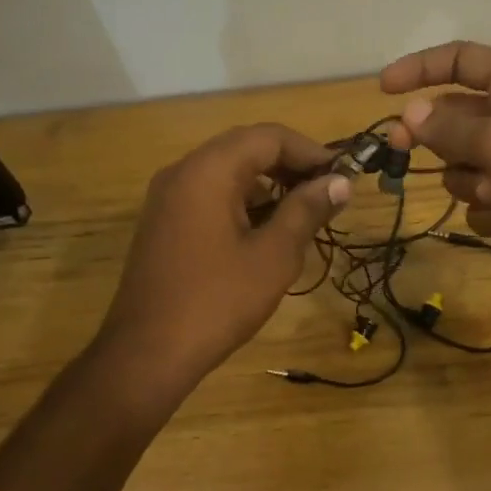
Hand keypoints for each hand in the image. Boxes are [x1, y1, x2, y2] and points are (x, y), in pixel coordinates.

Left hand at [96, 123, 348, 395]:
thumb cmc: (217, 301)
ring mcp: (169, 197)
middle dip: (291, 165)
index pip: (269, 137)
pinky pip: (210, 194)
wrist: (147, 353)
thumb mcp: (274, 255)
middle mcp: (183, 171)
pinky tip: (268, 230)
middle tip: (328, 193)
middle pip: (247, 148)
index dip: (312, 151)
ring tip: (304, 213)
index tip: (344, 176)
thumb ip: (307, 210)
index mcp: (209, 170)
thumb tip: (340, 182)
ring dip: (269, 184)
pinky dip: (243, 201)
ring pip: (228, 171)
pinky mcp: (164, 221)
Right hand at [380, 41, 490, 282]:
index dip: (419, 69)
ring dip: (472, 183)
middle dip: (435, 140)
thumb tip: (410, 114)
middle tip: (399, 150)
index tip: (383, 90)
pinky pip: (484, 199)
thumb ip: (448, 128)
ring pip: (464, 165)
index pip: (459, 60)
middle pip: (453, 119)